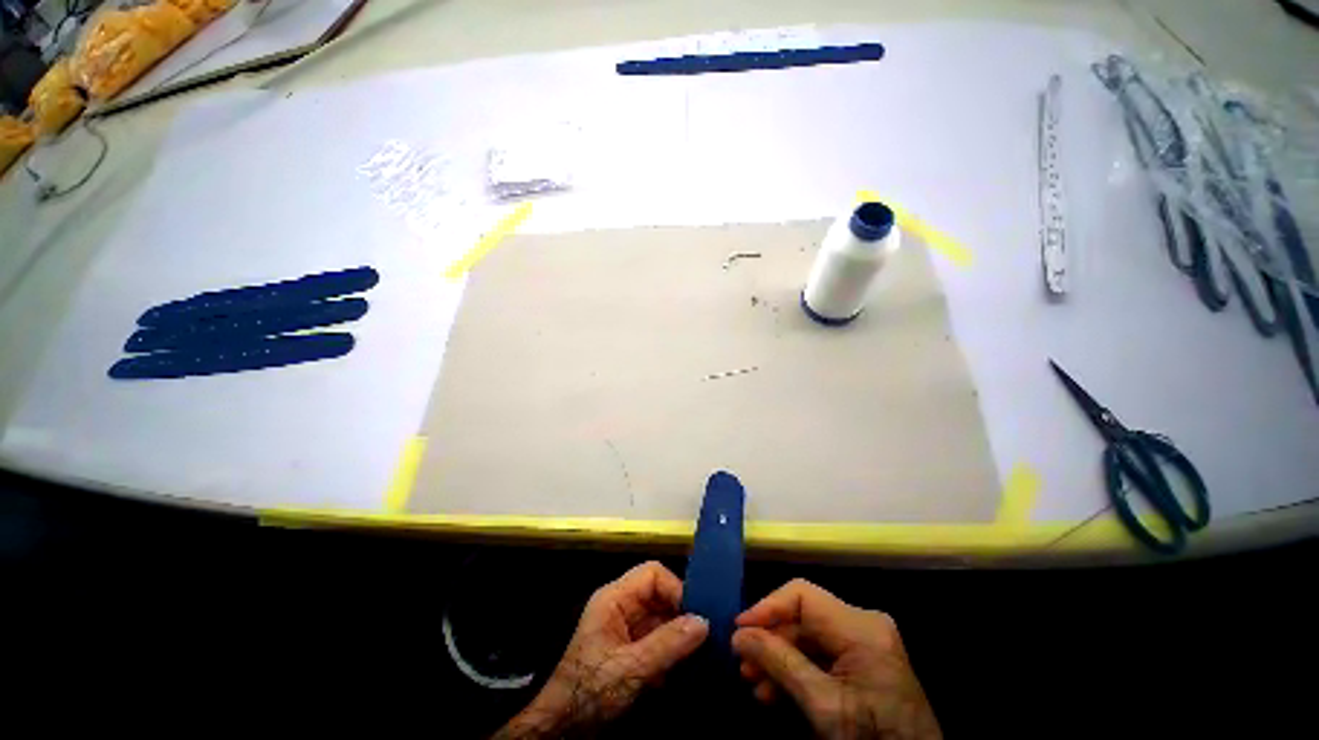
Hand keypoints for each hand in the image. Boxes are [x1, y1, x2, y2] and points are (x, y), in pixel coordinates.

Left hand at [497, 562, 708, 737]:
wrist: (562, 730)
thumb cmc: (590, 691)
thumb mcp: (630, 668)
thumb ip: (667, 644)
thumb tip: (704, 622)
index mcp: (615, 598)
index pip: (652, 575)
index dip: (675, 588)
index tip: (697, 615)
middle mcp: (622, 607)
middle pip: (660, 596)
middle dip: (682, 615)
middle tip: (708, 635)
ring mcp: (627, 631)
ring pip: (663, 620)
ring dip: (681, 637)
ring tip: (705, 653)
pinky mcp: (632, 653)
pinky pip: (659, 642)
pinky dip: (674, 654)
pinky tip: (687, 671)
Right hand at [732, 579, 940, 739]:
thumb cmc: (873, 739)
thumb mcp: (823, 705)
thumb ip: (779, 663)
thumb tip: (739, 635)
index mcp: (860, 627)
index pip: (802, 595)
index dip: (767, 608)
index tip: (739, 631)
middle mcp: (864, 624)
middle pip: (803, 618)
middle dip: (771, 642)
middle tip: (743, 666)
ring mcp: (865, 643)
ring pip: (808, 637)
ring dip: (779, 659)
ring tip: (754, 684)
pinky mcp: (864, 661)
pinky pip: (821, 654)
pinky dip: (797, 670)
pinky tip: (776, 691)